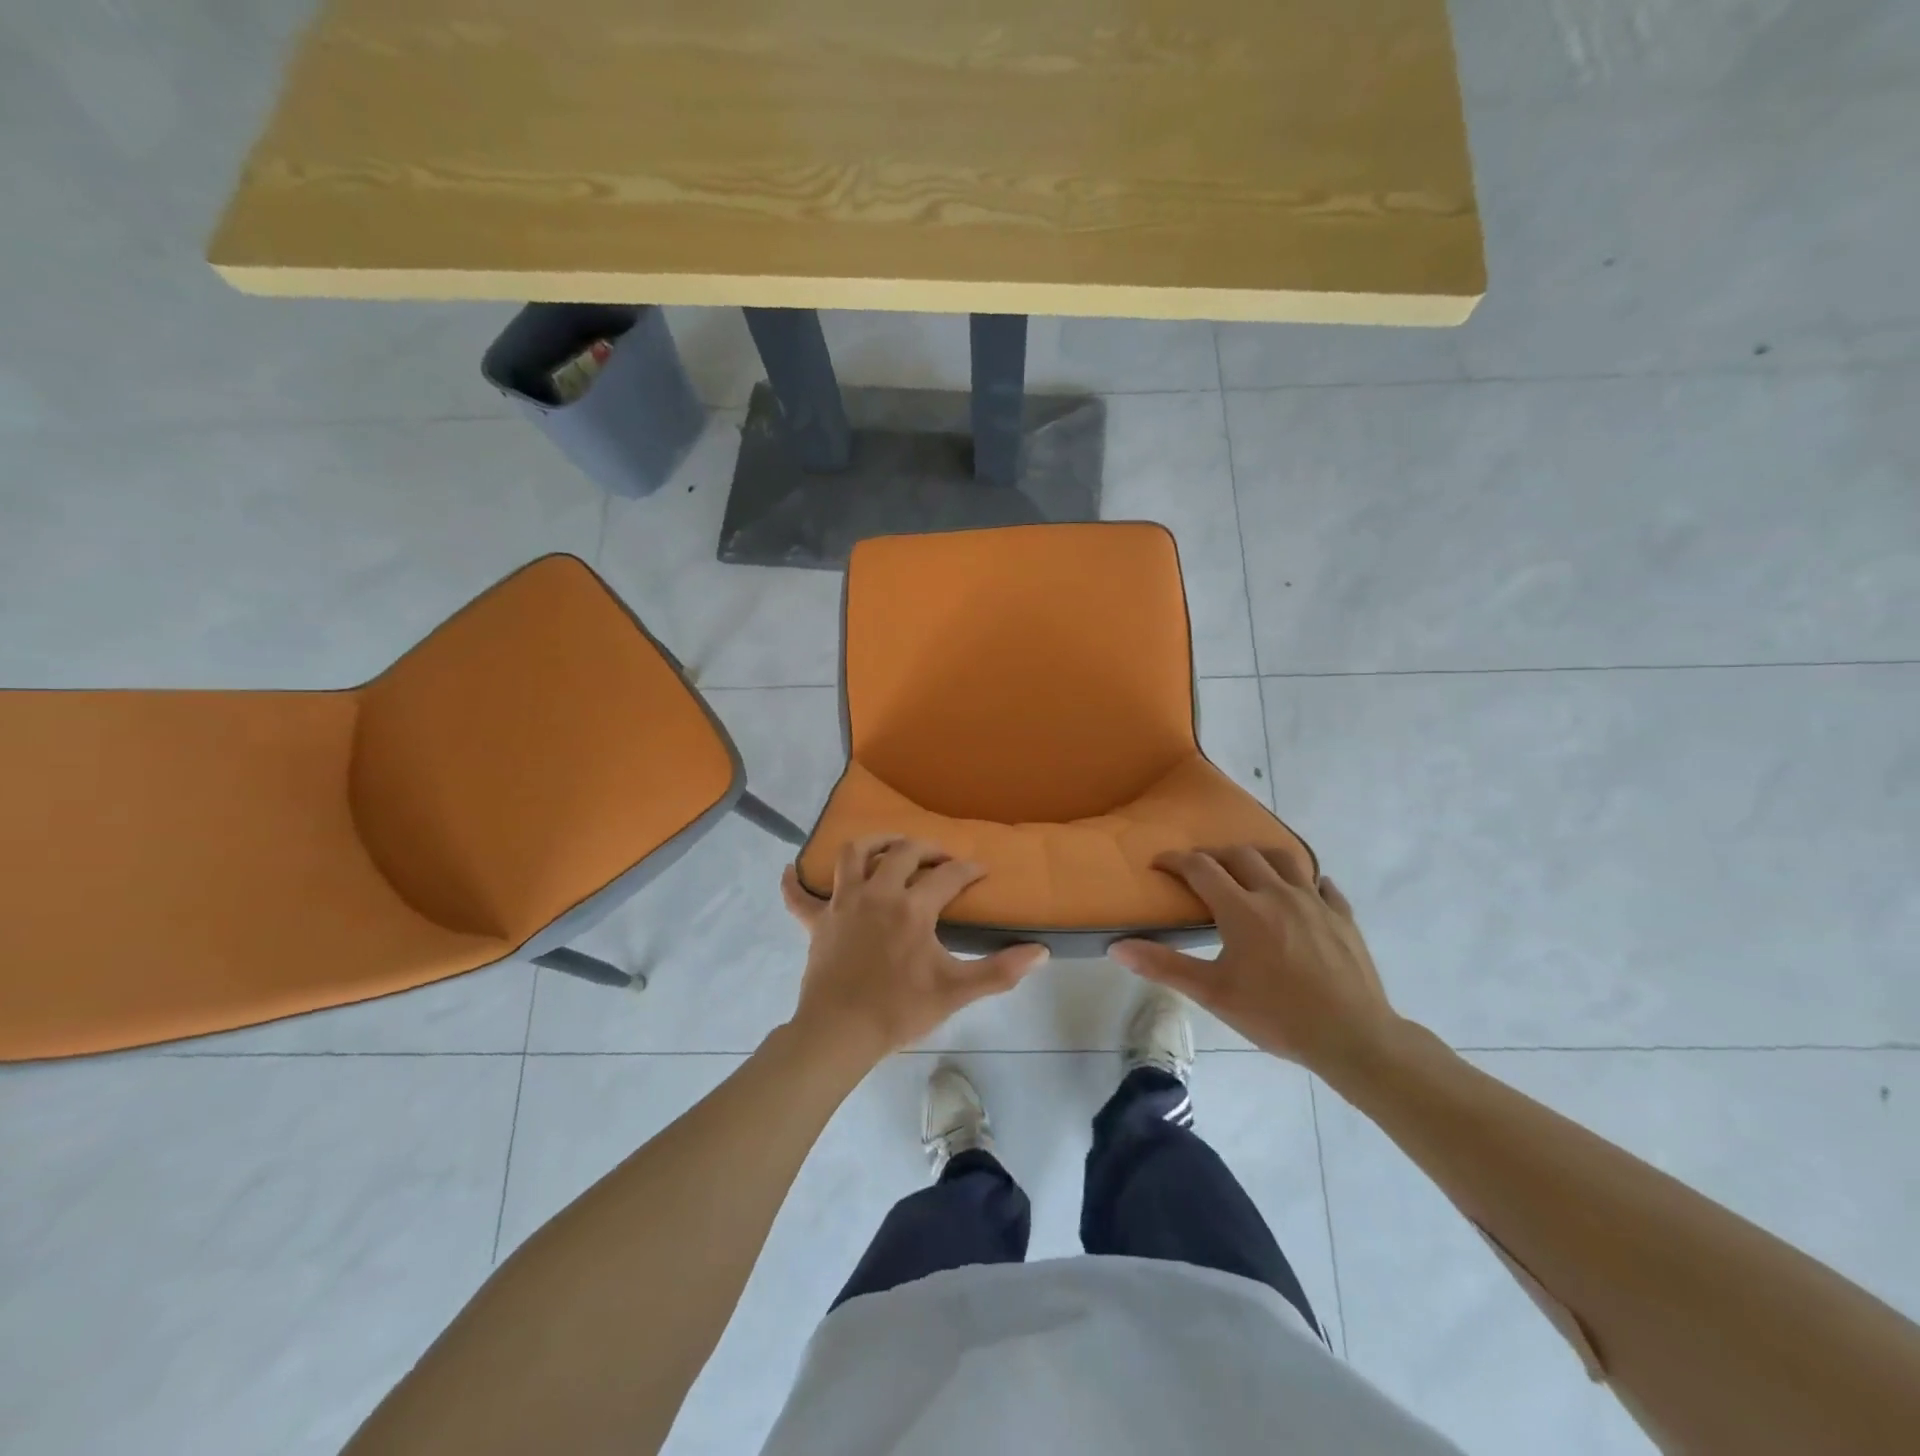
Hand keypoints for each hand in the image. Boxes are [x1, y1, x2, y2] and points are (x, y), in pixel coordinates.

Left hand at [780, 837, 1047, 1066]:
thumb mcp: (956, 991)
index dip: (969, 869)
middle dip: (927, 848)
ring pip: (854, 854)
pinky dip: (795, 882)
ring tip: (888, 848)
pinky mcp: (817, 922)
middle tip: (940, 858)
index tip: (981, 871)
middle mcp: (877, 893)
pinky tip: (791, 871)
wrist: (840, 1032)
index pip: (948, 876)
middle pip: (903, 852)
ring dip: (873, 843)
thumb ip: (1000, 971)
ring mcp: (843, 904)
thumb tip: (1041, 952)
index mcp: (912, 907)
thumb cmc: (899, 1010)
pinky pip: (799, 896)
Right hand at [1109, 847, 1397, 1075]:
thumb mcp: (1213, 994)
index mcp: (1242, 909)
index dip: (1175, 860)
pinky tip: (1301, 894)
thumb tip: (1116, 947)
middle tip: (1198, 870)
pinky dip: (1305, 882)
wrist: (1353, 1038)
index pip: (1200, 868)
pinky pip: (1323, 885)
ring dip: (1258, 857)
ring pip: (1284, 859)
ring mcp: (1315, 902)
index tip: (1158, 863)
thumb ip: (1164, 966)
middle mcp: (1277, 893)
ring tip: (1247, 869)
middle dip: (1213, 855)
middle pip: (1240, 855)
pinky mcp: (1343, 917)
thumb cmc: (1276, 1016)